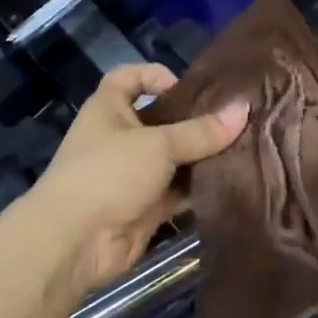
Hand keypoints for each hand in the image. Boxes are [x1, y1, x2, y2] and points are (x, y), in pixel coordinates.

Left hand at [19, 64, 247, 301]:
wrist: (74, 242)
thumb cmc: (108, 173)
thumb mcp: (158, 145)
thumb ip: (201, 131)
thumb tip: (243, 109)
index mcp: (109, 109)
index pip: (129, 77)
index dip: (155, 75)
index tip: (189, 87)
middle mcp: (119, 137)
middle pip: (160, 119)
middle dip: (193, 120)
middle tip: (234, 118)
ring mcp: (131, 174)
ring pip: (173, 158)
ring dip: (201, 156)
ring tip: (243, 147)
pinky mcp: (144, 207)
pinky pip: (177, 191)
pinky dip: (198, 188)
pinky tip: (232, 182)